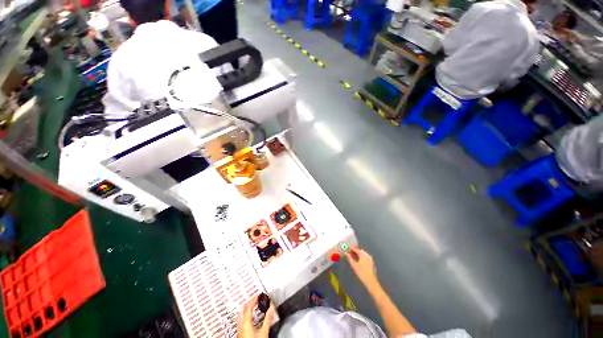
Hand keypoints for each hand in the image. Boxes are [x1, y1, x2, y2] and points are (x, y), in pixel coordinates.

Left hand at [237, 294, 275, 337]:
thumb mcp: (264, 331)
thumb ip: (268, 319)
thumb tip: (272, 308)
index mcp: (245, 323)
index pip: (248, 307)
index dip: (253, 299)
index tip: (259, 295)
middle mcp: (240, 325)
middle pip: (242, 310)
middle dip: (249, 302)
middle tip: (255, 298)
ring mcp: (239, 330)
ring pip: (240, 315)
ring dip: (246, 308)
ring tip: (252, 305)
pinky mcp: (240, 334)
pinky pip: (241, 320)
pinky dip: (245, 315)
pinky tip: (250, 317)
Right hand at [345, 247, 378, 287]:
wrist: (371, 282)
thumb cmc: (362, 273)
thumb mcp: (354, 265)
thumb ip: (350, 258)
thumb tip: (346, 253)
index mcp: (363, 254)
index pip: (356, 249)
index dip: (351, 249)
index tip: (347, 250)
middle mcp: (367, 255)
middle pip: (360, 251)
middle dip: (355, 251)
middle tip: (349, 253)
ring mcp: (370, 259)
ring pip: (363, 254)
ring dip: (358, 254)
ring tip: (353, 257)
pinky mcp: (371, 263)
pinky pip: (365, 257)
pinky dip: (361, 257)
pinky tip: (358, 261)